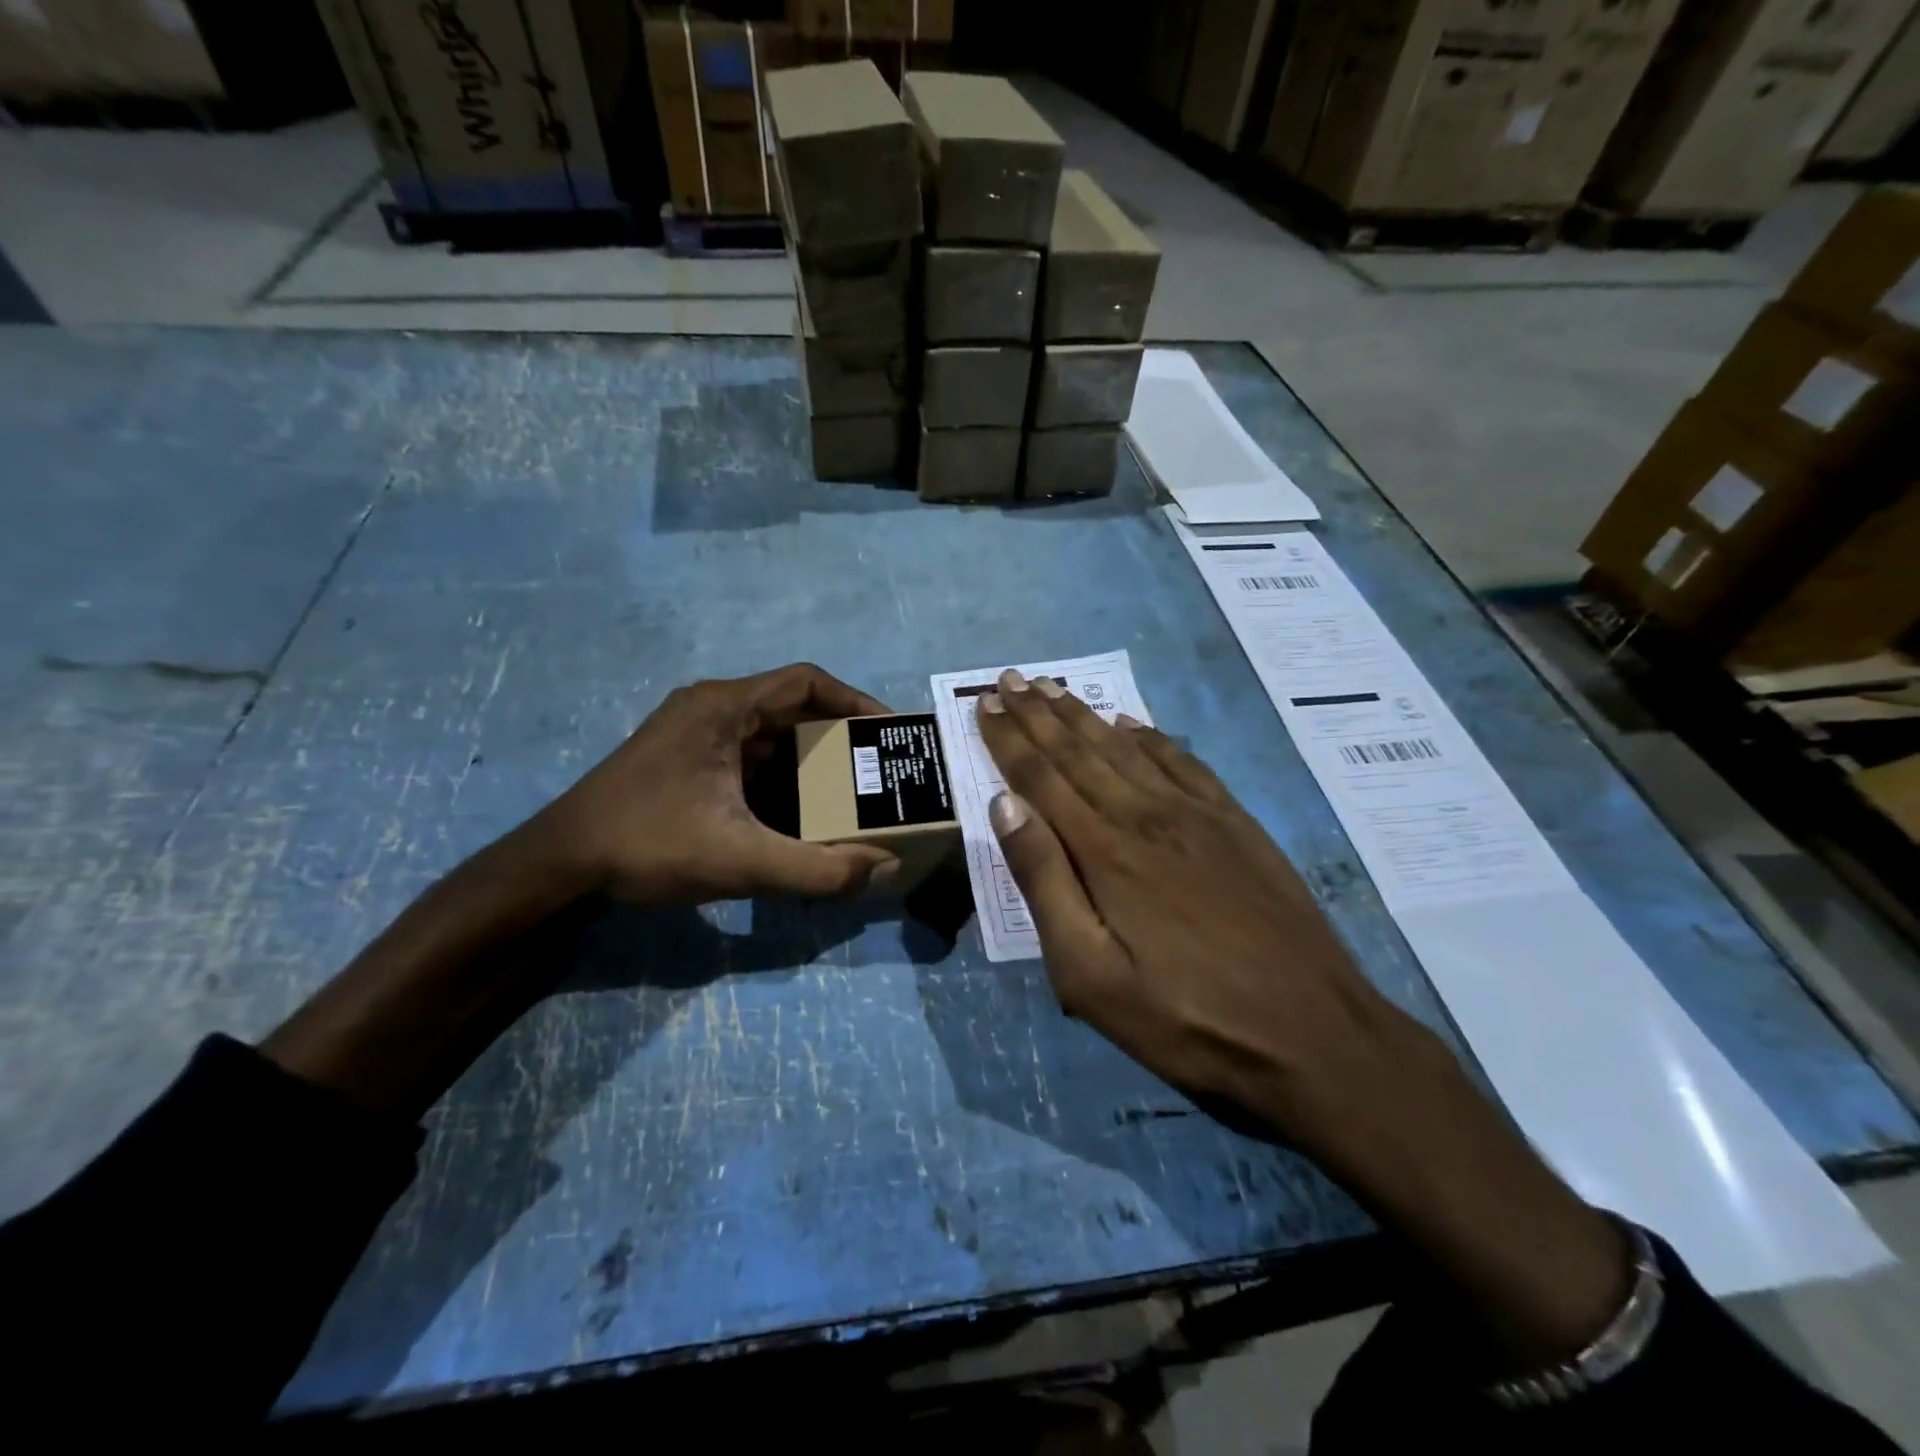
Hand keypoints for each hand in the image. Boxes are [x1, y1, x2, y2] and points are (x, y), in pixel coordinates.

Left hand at [541, 663, 899, 905]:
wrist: (558, 866)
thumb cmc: (646, 845)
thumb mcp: (740, 860)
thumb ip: (817, 869)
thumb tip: (884, 868)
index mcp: (724, 707)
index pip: (806, 681)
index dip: (855, 702)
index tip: (889, 734)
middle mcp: (712, 709)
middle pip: (793, 710)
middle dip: (839, 740)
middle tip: (878, 772)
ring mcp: (695, 734)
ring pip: (771, 738)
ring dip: (811, 764)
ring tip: (851, 796)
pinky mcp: (686, 761)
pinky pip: (750, 760)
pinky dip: (783, 782)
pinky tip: (801, 817)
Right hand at [973, 669, 1407, 1147]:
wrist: (1312, 1036)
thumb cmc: (1184, 1018)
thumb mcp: (1090, 974)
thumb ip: (1044, 882)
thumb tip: (1005, 806)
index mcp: (1104, 850)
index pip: (1041, 777)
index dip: (1009, 738)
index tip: (986, 702)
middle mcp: (1145, 815)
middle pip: (1080, 751)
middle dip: (1039, 713)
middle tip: (1011, 678)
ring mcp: (1196, 815)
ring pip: (1125, 748)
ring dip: (1084, 716)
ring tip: (1054, 688)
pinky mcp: (1235, 824)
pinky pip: (1181, 761)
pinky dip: (1150, 737)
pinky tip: (1132, 724)